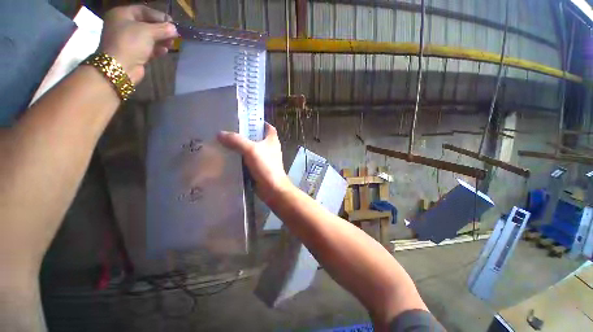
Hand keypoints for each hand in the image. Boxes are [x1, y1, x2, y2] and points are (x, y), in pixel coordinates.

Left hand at [98, 5, 177, 83]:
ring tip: (172, 44)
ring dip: (161, 40)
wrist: (120, 67)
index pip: (143, 10)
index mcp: (121, 14)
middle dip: (161, 30)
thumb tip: (174, 28)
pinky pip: (147, 48)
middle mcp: (123, 25)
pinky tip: (165, 51)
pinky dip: (156, 49)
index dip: (159, 16)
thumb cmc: (130, 43)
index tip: (172, 23)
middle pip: (146, 24)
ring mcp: (127, 40)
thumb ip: (163, 29)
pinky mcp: (133, 53)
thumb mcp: (148, 31)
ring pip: (148, 37)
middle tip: (174, 35)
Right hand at [218, 124, 292, 203]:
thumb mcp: (251, 150)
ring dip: (241, 147)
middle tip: (229, 130)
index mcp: (272, 140)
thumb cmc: (266, 166)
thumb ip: (236, 141)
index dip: (258, 122)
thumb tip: (220, 134)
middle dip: (245, 134)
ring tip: (225, 142)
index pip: (267, 127)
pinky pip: (248, 160)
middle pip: (257, 137)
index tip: (245, 119)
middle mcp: (270, 148)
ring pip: (251, 149)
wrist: (272, 188)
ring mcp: (265, 159)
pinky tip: (229, 157)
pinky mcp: (259, 168)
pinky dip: (241, 158)